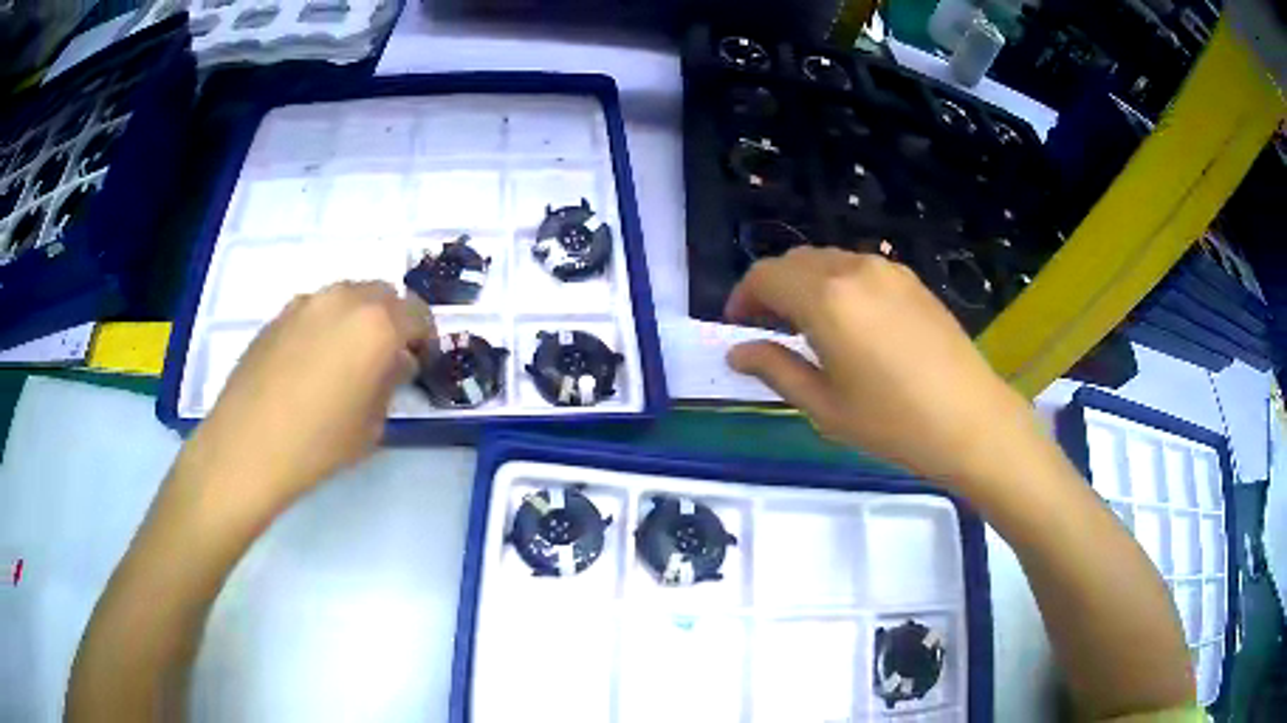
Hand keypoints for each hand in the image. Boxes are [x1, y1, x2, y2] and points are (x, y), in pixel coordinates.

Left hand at [179, 282, 433, 508]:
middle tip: (385, 358)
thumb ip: (391, 382)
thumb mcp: (372, 424)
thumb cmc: (319, 444)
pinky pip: (315, 310)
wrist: (247, 446)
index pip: (418, 314)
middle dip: (392, 321)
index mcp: (377, 324)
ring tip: (345, 360)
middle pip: (383, 294)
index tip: (420, 362)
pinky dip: (325, 326)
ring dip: (357, 319)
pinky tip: (310, 364)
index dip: (425, 338)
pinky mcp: (278, 314)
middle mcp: (344, 299)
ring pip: (347, 297)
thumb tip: (395, 362)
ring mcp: (306, 302)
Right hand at [725, 248, 1037, 487]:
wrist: (971, 420)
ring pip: (828, 261)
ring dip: (805, 285)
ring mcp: (888, 270)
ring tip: (809, 328)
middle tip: (769, 330)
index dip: (743, 296)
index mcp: (826, 298)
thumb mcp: (825, 406)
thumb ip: (775, 369)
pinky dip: (838, 284)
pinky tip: (850, 323)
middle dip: (772, 288)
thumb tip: (738, 351)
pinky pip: (859, 269)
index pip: (765, 276)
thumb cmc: (893, 423)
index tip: (738, 325)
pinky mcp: (911, 280)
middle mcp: (854, 269)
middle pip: (795, 261)